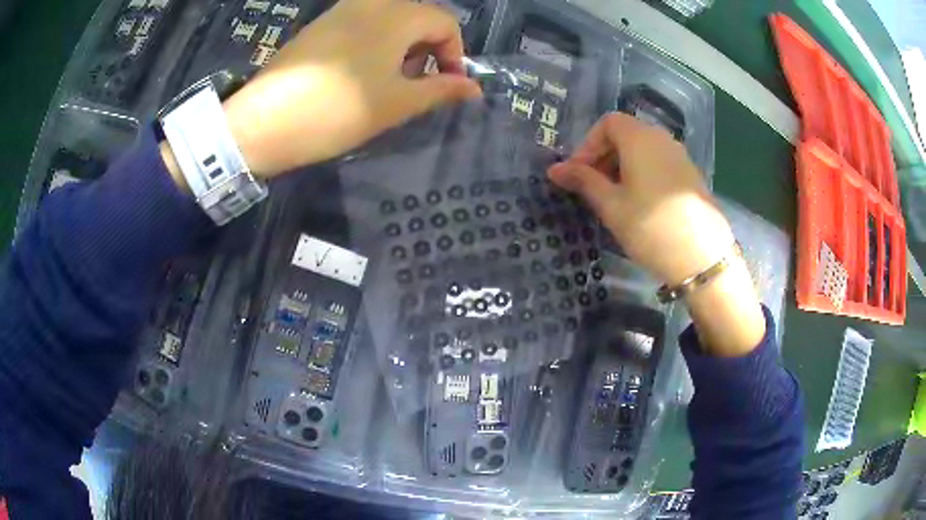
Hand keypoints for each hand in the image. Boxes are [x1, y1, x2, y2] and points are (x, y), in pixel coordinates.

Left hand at [222, 0, 482, 176]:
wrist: (263, 123)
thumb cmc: (339, 111)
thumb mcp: (397, 104)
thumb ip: (441, 90)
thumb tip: (473, 88)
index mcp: (396, 15)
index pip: (445, 22)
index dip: (455, 54)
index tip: (447, 86)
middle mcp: (370, 3)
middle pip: (417, 17)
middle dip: (427, 50)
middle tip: (415, 85)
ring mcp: (340, 11)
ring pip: (389, 20)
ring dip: (400, 47)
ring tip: (386, 82)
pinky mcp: (318, 26)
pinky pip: (360, 25)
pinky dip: (374, 44)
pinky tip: (357, 74)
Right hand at [549, 113, 764, 355]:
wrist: (703, 257)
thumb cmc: (651, 227)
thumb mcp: (611, 205)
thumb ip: (583, 181)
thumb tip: (554, 169)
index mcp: (640, 138)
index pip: (607, 123)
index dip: (588, 144)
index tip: (579, 174)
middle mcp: (662, 138)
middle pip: (626, 134)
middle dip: (603, 156)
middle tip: (593, 188)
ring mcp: (680, 156)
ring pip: (643, 149)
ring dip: (622, 166)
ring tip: (614, 199)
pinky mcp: (691, 175)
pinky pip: (659, 163)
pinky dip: (642, 173)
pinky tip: (640, 204)